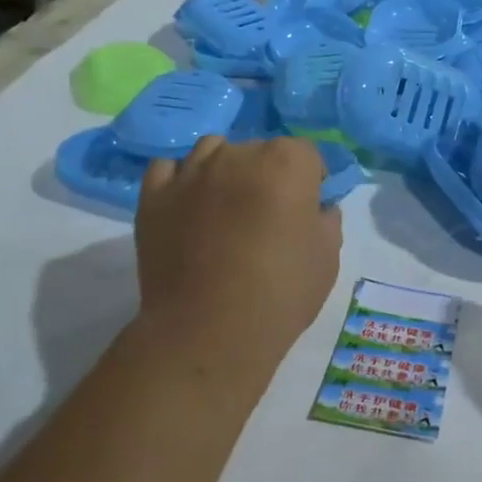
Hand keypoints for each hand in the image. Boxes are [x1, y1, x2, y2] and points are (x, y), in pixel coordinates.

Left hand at [134, 135, 341, 386]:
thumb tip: (317, 209)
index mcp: (286, 163)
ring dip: (225, 170)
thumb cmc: (280, 293)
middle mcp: (237, 154)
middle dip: (268, 175)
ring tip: (226, 208)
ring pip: (213, 151)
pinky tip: (190, 205)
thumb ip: (326, 221)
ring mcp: (190, 172)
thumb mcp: (327, 259)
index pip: (307, 154)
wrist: (208, 331)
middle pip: (259, 150)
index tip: (308, 210)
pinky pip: (169, 169)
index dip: (311, 181)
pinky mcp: (154, 195)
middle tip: (268, 217)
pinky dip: (182, 179)